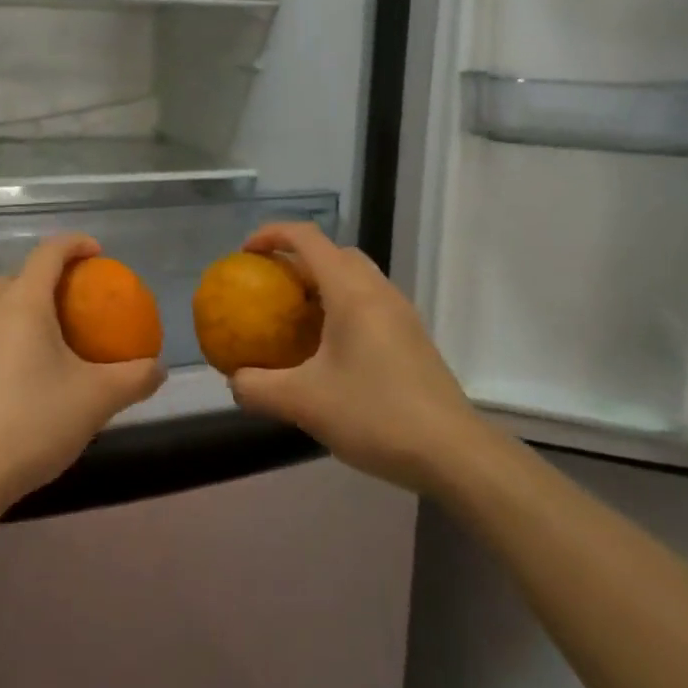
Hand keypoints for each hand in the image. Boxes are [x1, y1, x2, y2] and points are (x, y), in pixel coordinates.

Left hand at [0, 234, 165, 514]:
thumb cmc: (33, 423)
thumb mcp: (96, 400)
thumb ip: (134, 378)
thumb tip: (158, 368)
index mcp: (22, 303)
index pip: (48, 252)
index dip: (75, 244)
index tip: (99, 253)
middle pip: (21, 274)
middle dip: (51, 275)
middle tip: (79, 297)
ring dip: (26, 301)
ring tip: (52, 327)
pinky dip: (8, 327)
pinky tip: (24, 364)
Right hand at [225, 222, 478, 494]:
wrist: (453, 453)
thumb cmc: (375, 415)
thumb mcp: (303, 403)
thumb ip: (258, 387)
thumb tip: (235, 379)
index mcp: (351, 292)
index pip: (307, 238)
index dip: (271, 234)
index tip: (245, 255)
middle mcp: (378, 291)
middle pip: (334, 252)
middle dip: (297, 258)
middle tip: (270, 286)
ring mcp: (401, 314)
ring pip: (356, 277)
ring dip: (322, 284)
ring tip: (295, 318)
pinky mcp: (412, 338)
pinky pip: (369, 303)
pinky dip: (342, 307)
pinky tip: (328, 351)